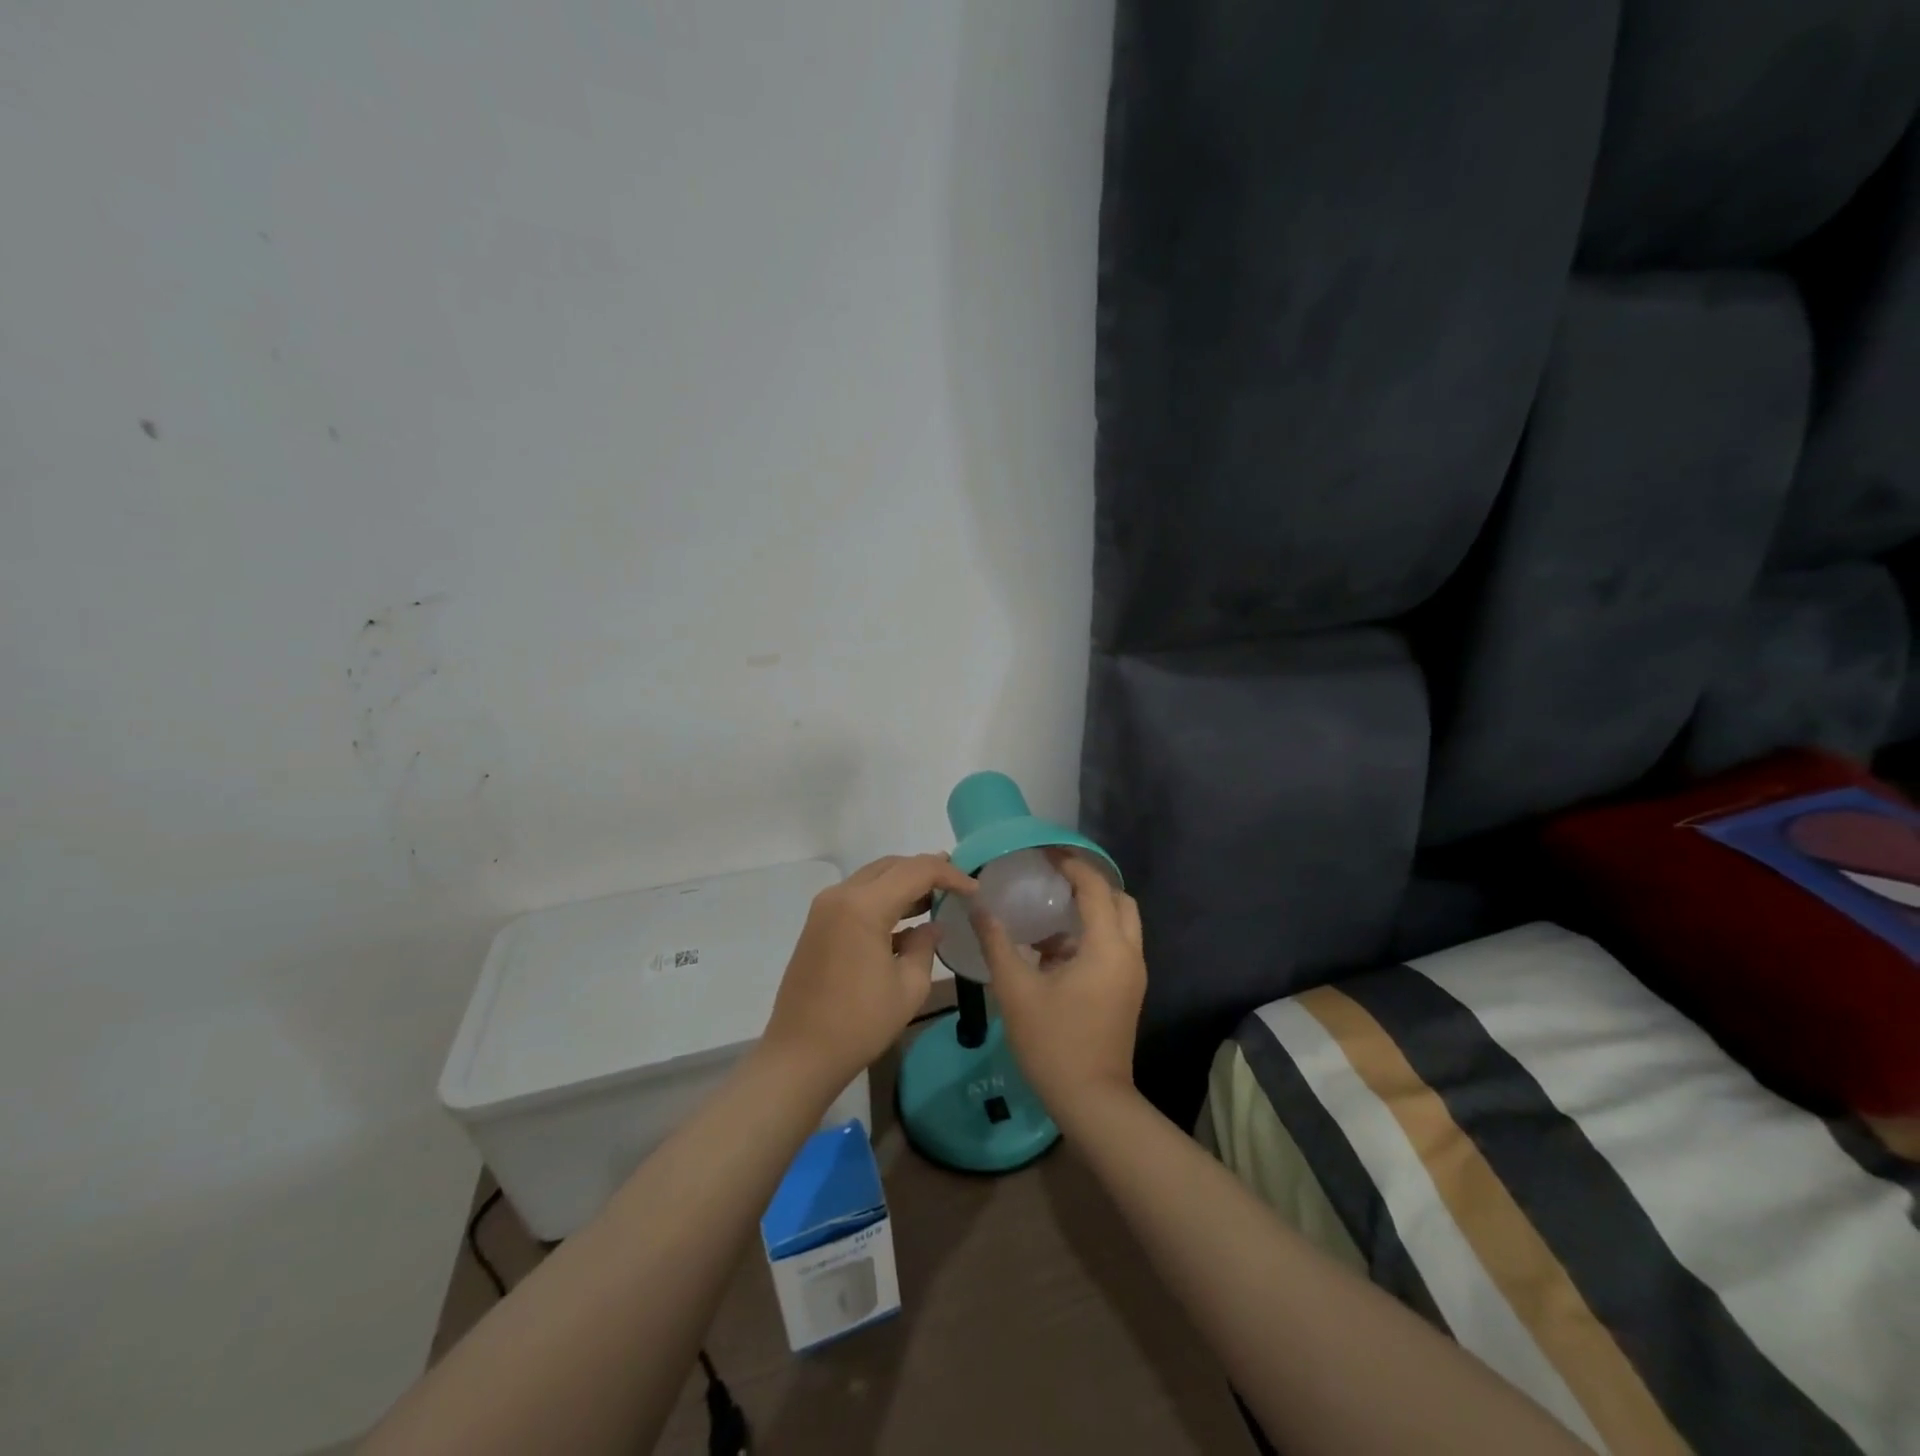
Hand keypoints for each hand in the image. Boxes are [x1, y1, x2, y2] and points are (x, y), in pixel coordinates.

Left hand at [763, 853, 976, 1091]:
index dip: (950, 874)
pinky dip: (884, 899)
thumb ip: (925, 945)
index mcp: (864, 906)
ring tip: (937, 896)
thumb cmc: (860, 1023)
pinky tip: (906, 920)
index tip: (974, 889)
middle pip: (892, 866)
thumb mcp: (909, 987)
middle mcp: (841, 896)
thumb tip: (931, 926)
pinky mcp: (818, 925)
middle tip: (957, 883)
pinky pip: (858, 897)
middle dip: (926, 870)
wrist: (800, 1055)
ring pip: (873, 878)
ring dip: (904, 882)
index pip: (916, 871)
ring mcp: (825, 909)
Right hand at [974, 853, 1145, 1122]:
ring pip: (1120, 924)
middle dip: (1089, 883)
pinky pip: (1114, 947)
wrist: (1092, 1101)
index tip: (1044, 852)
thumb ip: (997, 943)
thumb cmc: (1053, 1043)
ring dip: (1090, 910)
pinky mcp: (1126, 991)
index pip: (1095, 887)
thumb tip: (979, 907)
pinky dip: (1090, 935)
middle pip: (1119, 900)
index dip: (1071, 864)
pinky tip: (1052, 949)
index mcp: (1107, 947)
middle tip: (1052, 876)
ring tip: (1048, 908)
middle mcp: (1128, 954)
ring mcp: (1131, 975)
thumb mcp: (1016, 991)